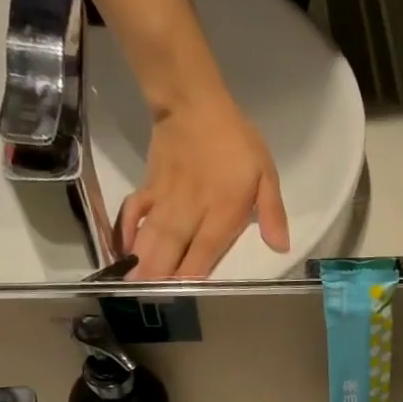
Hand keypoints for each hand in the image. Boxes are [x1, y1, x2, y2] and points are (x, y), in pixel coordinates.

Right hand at [120, 91, 288, 279]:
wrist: (194, 103)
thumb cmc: (236, 141)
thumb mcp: (266, 174)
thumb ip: (271, 212)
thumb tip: (280, 247)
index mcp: (224, 209)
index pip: (207, 247)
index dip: (193, 271)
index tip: (182, 293)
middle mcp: (193, 208)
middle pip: (175, 245)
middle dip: (161, 273)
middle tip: (148, 298)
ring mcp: (167, 198)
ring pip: (153, 233)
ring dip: (143, 259)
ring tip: (132, 284)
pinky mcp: (149, 186)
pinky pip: (134, 211)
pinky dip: (126, 230)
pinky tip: (122, 249)